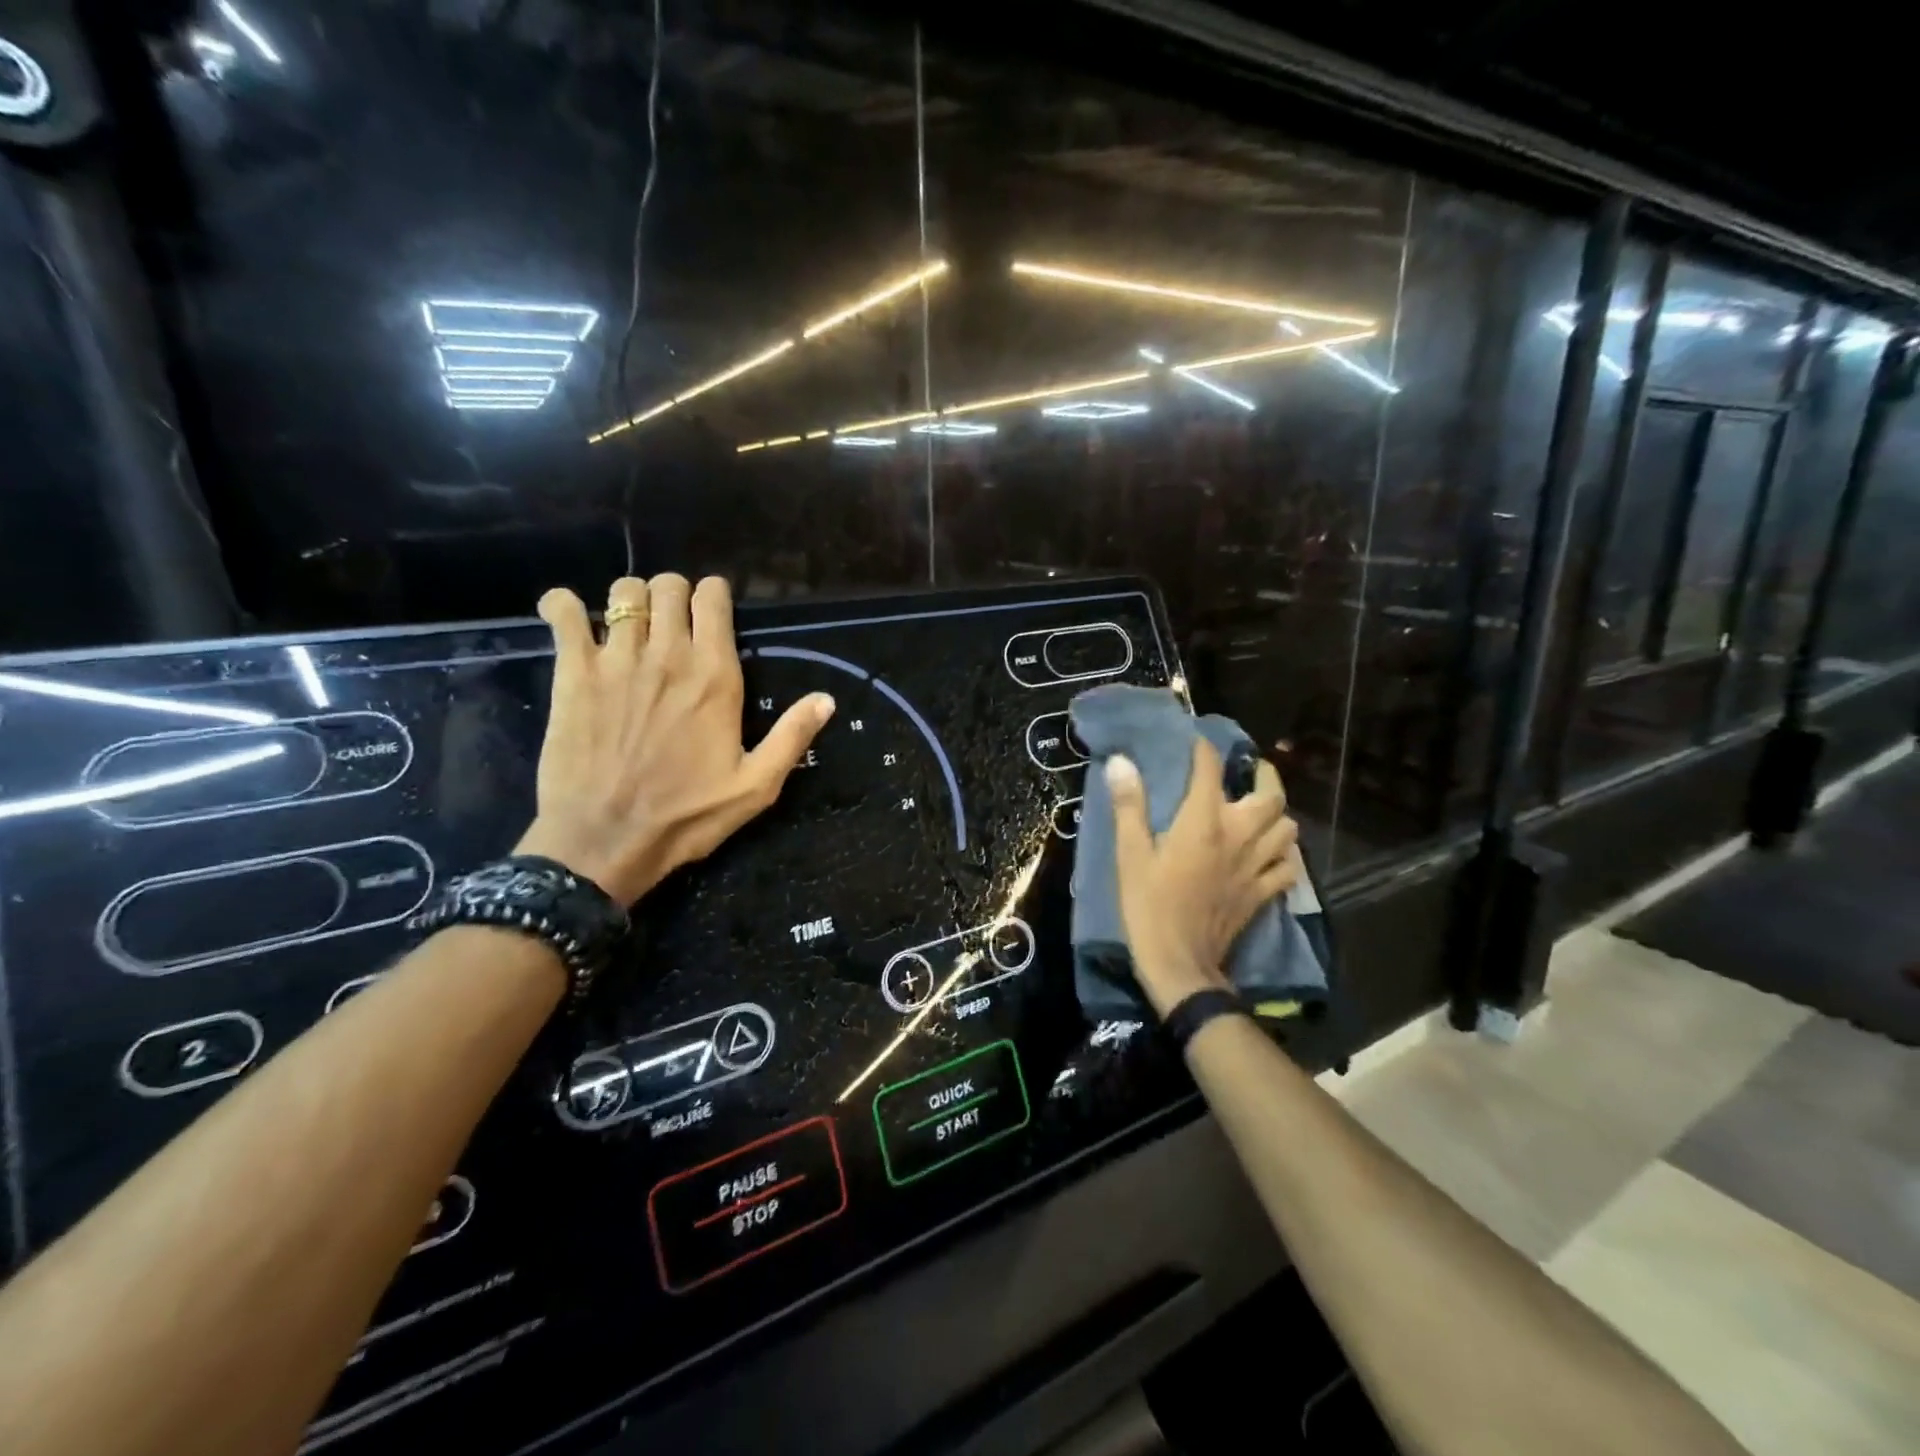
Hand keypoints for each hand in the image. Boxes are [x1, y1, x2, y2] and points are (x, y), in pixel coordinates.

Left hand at [514, 574, 833, 906]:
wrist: (605, 841)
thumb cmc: (687, 817)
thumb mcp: (756, 786)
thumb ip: (791, 737)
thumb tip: (826, 699)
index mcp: (715, 676)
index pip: (713, 597)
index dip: (714, 597)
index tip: (713, 616)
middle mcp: (667, 655)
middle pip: (669, 585)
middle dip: (675, 594)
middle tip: (674, 624)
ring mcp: (615, 660)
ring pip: (623, 592)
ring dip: (631, 600)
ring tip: (630, 627)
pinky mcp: (572, 674)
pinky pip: (563, 612)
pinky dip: (564, 606)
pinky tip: (571, 618)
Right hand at [1106, 741, 1298, 1018]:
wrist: (1179, 963)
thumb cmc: (1148, 905)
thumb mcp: (1130, 854)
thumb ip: (1129, 806)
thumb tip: (1122, 762)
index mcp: (1203, 822)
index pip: (1211, 770)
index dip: (1205, 749)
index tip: (1197, 739)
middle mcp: (1238, 836)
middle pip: (1270, 795)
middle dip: (1264, 775)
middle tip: (1249, 769)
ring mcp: (1255, 866)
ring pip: (1287, 828)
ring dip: (1277, 814)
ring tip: (1261, 810)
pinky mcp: (1262, 893)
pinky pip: (1288, 866)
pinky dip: (1284, 854)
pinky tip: (1270, 853)